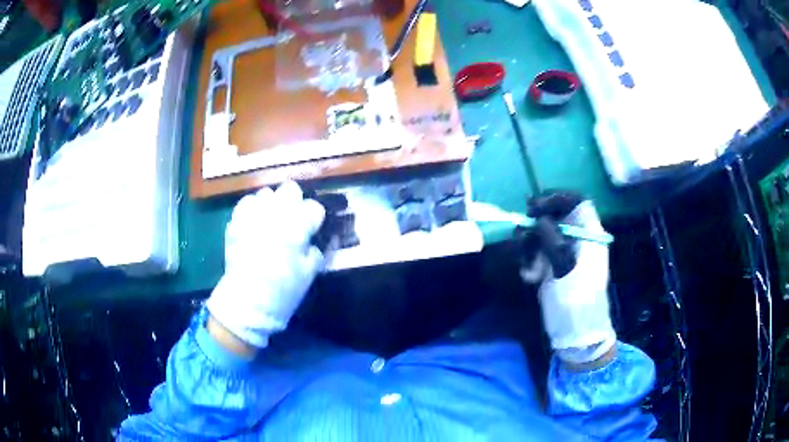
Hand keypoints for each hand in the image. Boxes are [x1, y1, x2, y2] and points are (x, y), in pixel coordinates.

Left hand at [206, 181, 325, 348]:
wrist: (248, 302)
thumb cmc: (283, 290)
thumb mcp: (310, 274)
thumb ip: (318, 252)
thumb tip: (319, 241)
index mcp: (297, 227)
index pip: (314, 207)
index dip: (315, 218)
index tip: (313, 228)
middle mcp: (275, 214)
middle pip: (290, 189)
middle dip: (294, 201)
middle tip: (293, 217)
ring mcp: (253, 215)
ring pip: (266, 193)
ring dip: (272, 204)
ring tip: (272, 219)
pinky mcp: (236, 221)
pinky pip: (246, 202)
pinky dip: (253, 208)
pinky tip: (255, 221)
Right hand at [520, 191, 616, 366]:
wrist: (575, 333)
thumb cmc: (576, 298)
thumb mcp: (565, 266)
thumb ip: (552, 238)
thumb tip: (537, 219)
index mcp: (589, 233)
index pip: (576, 201)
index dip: (555, 198)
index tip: (534, 207)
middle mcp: (577, 238)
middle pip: (554, 215)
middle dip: (535, 225)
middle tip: (521, 234)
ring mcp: (564, 253)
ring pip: (541, 234)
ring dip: (529, 247)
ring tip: (528, 269)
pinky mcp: (552, 266)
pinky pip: (536, 252)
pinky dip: (529, 261)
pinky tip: (529, 277)